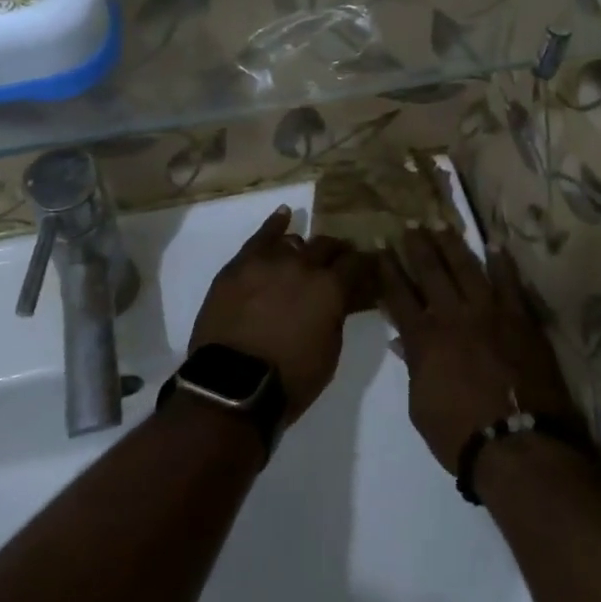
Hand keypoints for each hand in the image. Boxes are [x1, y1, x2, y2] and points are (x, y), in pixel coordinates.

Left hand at [189, 206, 372, 424]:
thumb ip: (336, 316)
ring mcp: (269, 261)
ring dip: (304, 248)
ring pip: (294, 242)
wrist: (232, 386)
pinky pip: (260, 237)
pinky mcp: (240, 265)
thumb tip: (339, 299)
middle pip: (326, 246)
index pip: (356, 264)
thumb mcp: (329, 353)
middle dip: (337, 252)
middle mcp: (303, 265)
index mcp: (330, 288)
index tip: (368, 266)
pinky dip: (275, 224)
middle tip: (339, 261)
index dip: (364, 264)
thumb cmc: (290, 380)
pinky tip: (284, 215)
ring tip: (306, 253)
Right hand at [378, 228, 578, 473]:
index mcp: (423, 338)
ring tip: (441, 223)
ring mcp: (488, 313)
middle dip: (417, 246)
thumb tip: (401, 341)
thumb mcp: (421, 407)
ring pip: (466, 267)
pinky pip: (509, 282)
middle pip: (430, 271)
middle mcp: (452, 316)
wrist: (518, 444)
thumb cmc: (461, 435)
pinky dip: (501, 262)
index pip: (399, 295)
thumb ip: (413, 368)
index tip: (380, 245)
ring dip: (451, 244)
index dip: (388, 269)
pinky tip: (494, 244)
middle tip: (410, 223)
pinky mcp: (520, 318)